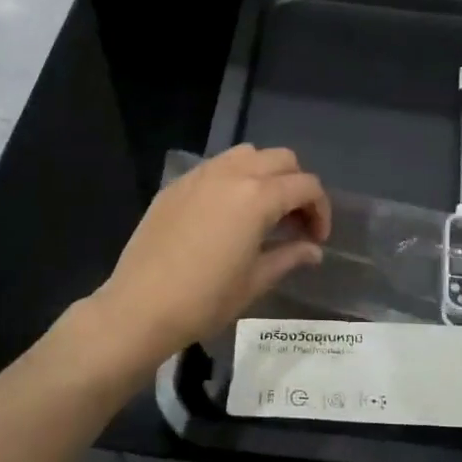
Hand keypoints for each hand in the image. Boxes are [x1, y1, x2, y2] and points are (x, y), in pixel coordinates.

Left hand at [92, 146, 330, 366]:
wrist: (140, 307)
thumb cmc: (205, 300)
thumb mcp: (256, 281)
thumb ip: (289, 256)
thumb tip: (313, 250)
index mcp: (258, 197)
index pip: (306, 186)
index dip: (321, 210)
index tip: (316, 239)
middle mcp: (232, 174)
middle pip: (281, 159)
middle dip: (297, 185)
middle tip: (294, 221)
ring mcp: (200, 176)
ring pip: (247, 154)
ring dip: (265, 174)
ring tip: (263, 210)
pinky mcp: (176, 185)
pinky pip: (216, 167)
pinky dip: (234, 179)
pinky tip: (227, 214)